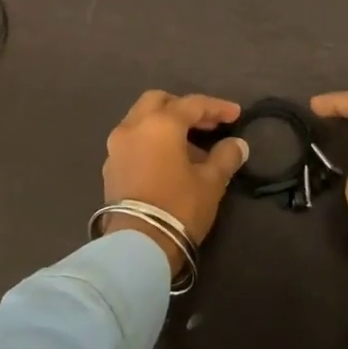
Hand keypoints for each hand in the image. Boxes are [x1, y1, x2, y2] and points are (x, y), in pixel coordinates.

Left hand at [102, 91, 249, 270]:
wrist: (138, 246)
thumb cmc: (179, 207)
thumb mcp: (211, 182)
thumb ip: (226, 157)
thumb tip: (238, 144)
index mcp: (160, 124)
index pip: (193, 104)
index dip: (217, 107)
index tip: (236, 114)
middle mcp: (133, 127)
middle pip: (159, 101)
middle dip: (184, 107)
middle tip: (207, 123)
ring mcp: (116, 147)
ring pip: (142, 120)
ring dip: (166, 124)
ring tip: (191, 145)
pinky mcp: (110, 167)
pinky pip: (133, 140)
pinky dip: (152, 140)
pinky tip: (169, 160)